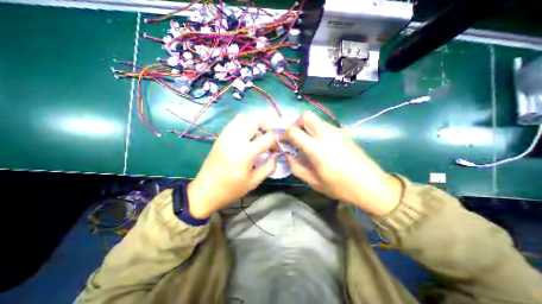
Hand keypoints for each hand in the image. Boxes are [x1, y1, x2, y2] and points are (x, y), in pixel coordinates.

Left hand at [188, 114, 278, 217]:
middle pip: (255, 120)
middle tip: (270, 137)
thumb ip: (269, 166)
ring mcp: (226, 135)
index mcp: (245, 153)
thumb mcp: (254, 181)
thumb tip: (276, 153)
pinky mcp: (221, 136)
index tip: (278, 147)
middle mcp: (235, 139)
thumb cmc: (231, 189)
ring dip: (256, 123)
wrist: (205, 190)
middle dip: (267, 126)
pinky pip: (236, 122)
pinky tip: (248, 136)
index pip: (268, 137)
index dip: (277, 141)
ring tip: (260, 135)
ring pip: (245, 117)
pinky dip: (246, 124)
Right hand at [284, 112, 401, 215]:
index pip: (294, 131)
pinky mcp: (343, 132)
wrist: (371, 186)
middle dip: (296, 124)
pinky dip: (316, 130)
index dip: (285, 134)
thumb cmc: (340, 187)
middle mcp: (326, 135)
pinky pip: (324, 125)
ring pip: (316, 119)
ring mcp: (336, 131)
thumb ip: (296, 166)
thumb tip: (287, 154)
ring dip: (307, 127)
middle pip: (306, 116)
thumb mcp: (313, 181)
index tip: (284, 141)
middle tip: (296, 137)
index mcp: (317, 149)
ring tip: (307, 142)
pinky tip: (320, 144)